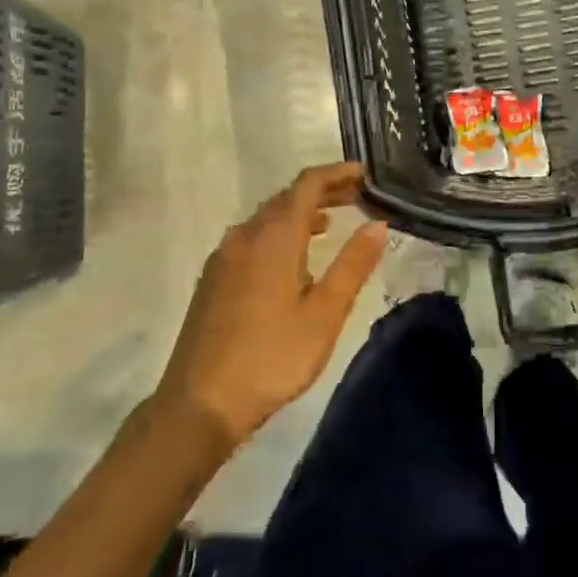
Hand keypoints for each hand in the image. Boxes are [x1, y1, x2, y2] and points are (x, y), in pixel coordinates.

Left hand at [157, 163, 388, 446]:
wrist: (199, 403)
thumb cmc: (272, 357)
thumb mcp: (324, 314)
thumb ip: (352, 264)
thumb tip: (378, 224)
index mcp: (273, 237)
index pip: (307, 185)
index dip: (336, 173)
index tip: (365, 173)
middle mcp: (244, 236)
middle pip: (286, 198)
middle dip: (322, 191)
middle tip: (356, 196)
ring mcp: (223, 257)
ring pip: (266, 219)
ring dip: (299, 213)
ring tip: (330, 223)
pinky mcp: (213, 279)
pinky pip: (251, 239)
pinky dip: (279, 234)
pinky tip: (291, 260)